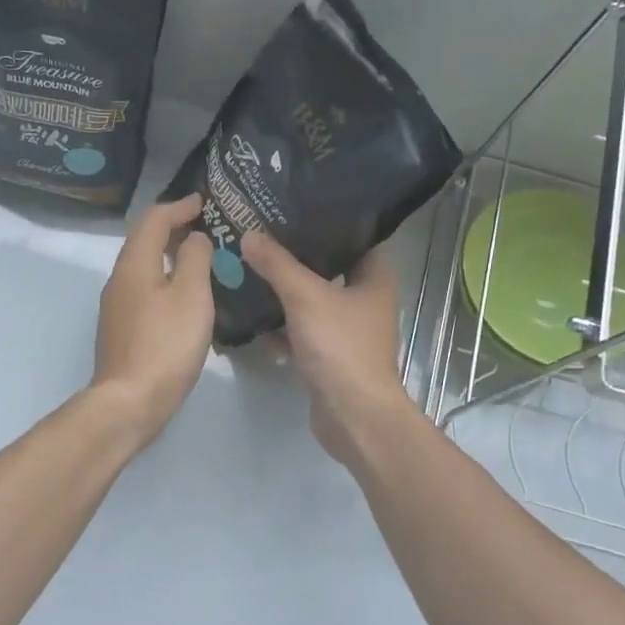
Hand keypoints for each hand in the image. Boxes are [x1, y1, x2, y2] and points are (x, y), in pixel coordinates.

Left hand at [90, 194, 214, 444]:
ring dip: (168, 252)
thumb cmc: (166, 344)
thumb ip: (195, 258)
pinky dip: (164, 276)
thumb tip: (194, 238)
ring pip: (143, 265)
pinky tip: (184, 293)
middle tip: (205, 225)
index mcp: (135, 264)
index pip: (154, 219)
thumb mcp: (191, 296)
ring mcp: (117, 305)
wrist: (129, 401)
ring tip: (199, 255)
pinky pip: (143, 287)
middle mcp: (119, 278)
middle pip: (144, 239)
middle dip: (172, 226)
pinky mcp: (121, 327)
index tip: (204, 202)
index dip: (179, 206)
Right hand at [239, 233, 418, 467]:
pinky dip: (282, 325)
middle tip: (260, 234)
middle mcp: (366, 300)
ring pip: (312, 300)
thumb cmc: (341, 347)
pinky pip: (302, 330)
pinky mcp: (330, 355)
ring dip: (285, 290)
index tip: (290, 207)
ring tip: (250, 266)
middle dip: (295, 255)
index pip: (353, 236)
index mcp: (374, 277)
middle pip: (328, 267)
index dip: (324, 221)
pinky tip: (252, 315)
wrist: (354, 417)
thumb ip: (278, 264)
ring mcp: (348, 330)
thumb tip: (250, 234)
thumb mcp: (306, 297)